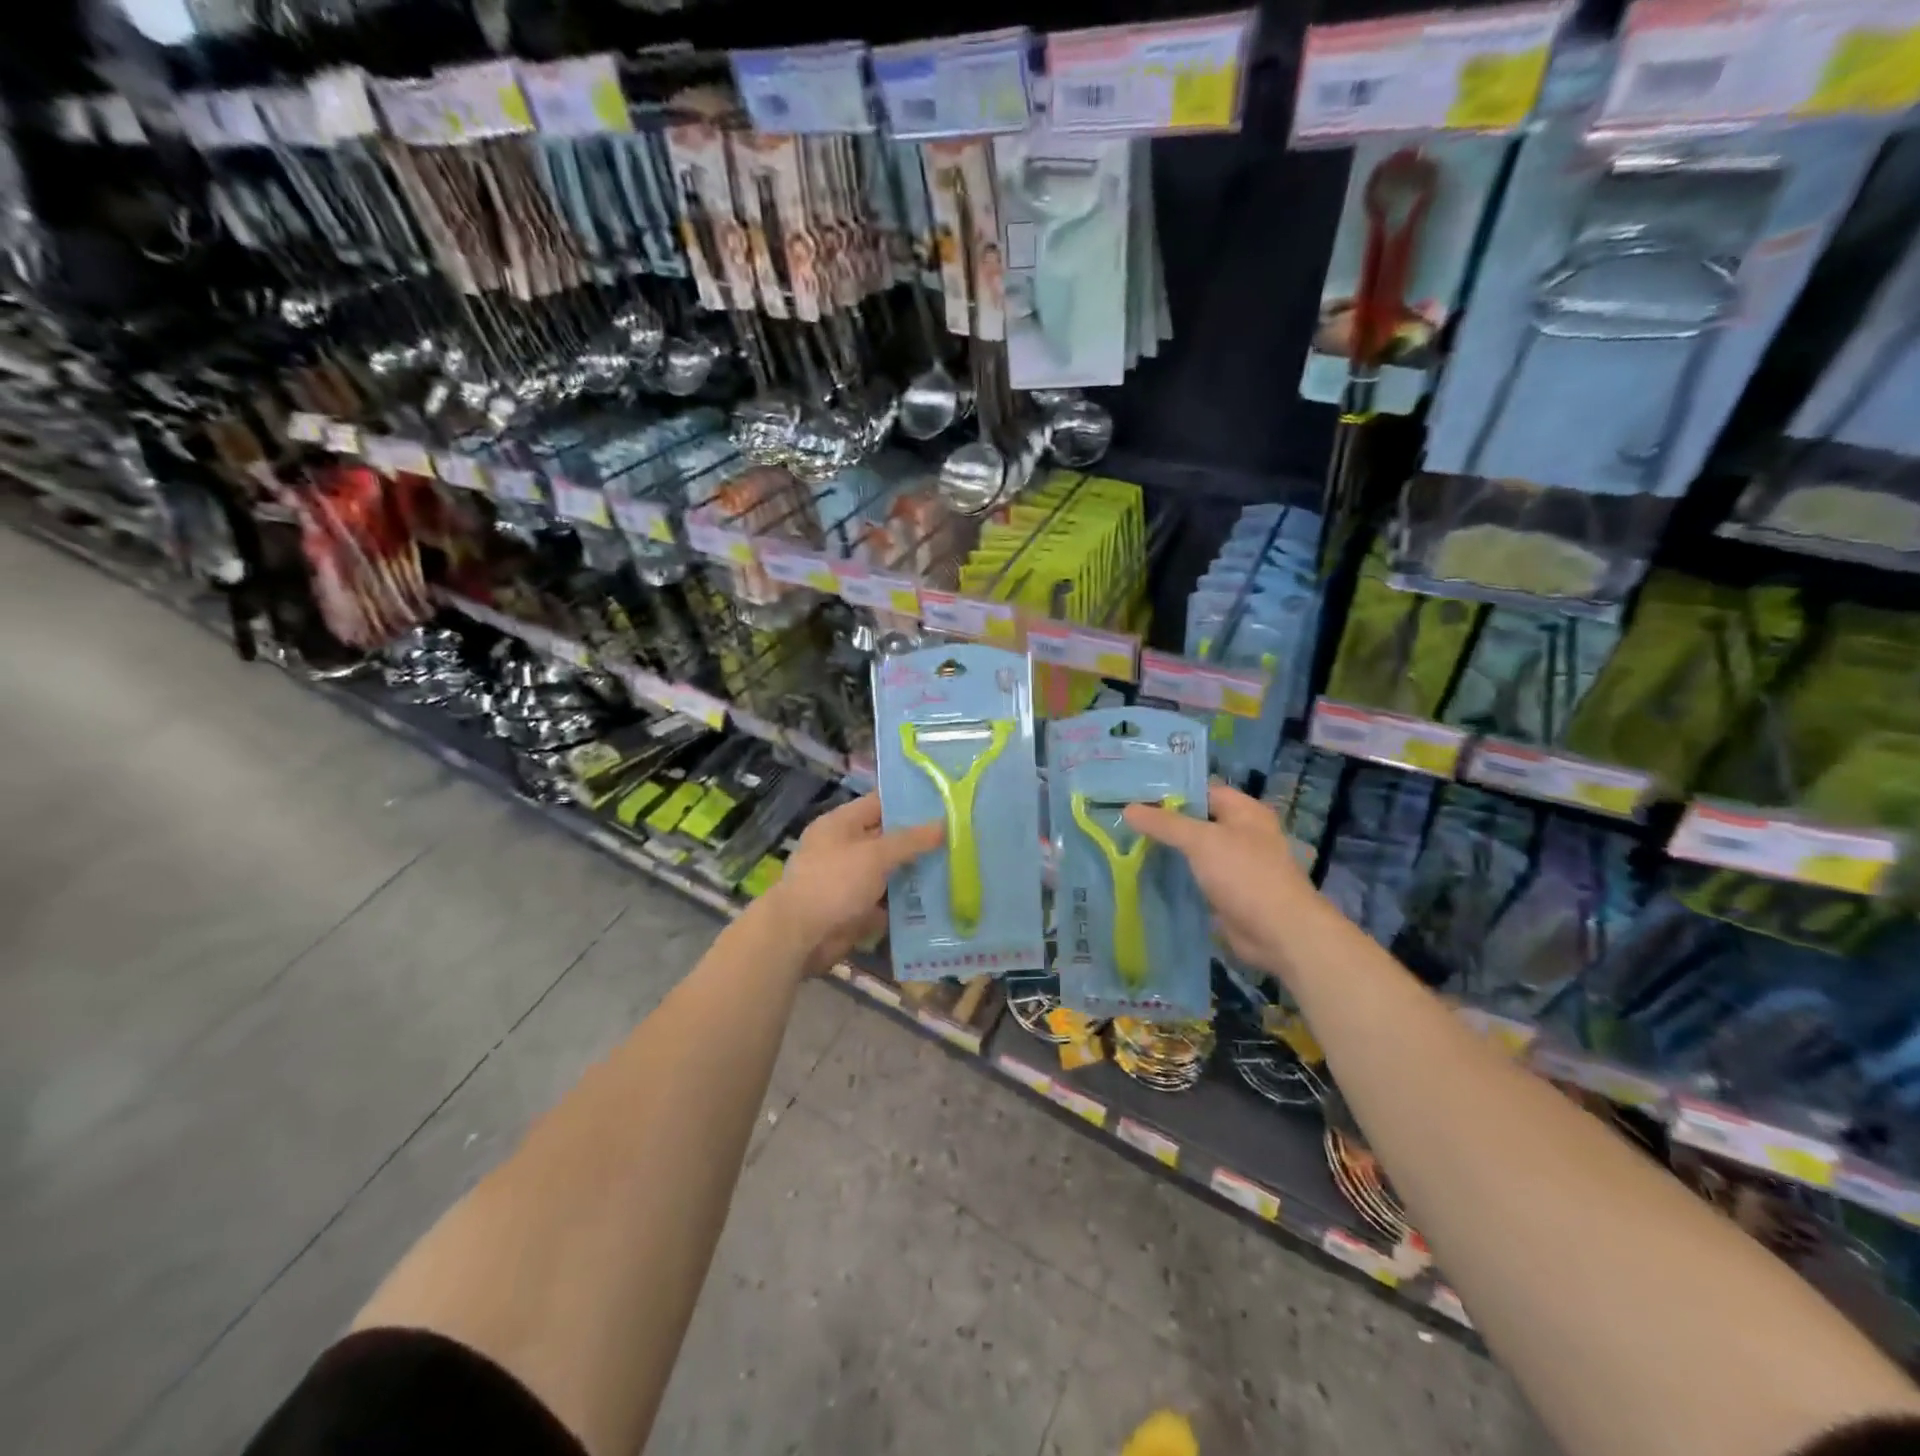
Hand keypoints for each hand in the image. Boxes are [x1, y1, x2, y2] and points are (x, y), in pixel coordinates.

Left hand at [763, 793, 942, 975]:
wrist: (799, 937)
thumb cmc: (834, 883)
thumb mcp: (875, 855)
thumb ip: (911, 840)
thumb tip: (945, 824)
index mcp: (841, 824)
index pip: (880, 803)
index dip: (910, 802)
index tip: (944, 803)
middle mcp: (844, 848)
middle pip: (888, 839)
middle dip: (920, 841)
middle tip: (960, 837)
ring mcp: (849, 881)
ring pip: (890, 872)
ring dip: (917, 873)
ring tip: (958, 867)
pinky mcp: (856, 909)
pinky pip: (887, 901)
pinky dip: (908, 903)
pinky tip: (940, 901)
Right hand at [1124, 784, 1316, 975]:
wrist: (1280, 933)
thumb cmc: (1245, 875)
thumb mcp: (1201, 841)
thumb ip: (1164, 824)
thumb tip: (1127, 808)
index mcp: (1244, 811)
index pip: (1201, 791)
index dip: (1169, 792)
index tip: (1134, 795)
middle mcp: (1242, 833)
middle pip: (1196, 820)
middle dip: (1164, 822)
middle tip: (1124, 820)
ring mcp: (1235, 864)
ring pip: (1194, 850)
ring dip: (1168, 850)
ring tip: (1127, 844)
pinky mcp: (1227, 891)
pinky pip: (1196, 876)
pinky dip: (1177, 875)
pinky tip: (1147, 874)